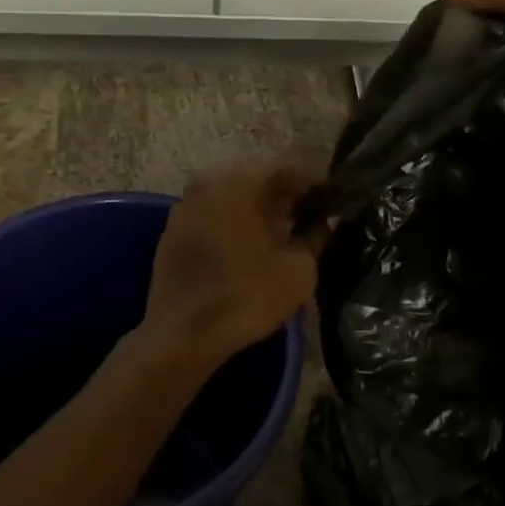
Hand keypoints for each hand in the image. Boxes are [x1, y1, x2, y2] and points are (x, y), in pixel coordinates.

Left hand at [140, 160, 324, 373]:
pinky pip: (212, 214)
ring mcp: (186, 204)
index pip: (288, 170)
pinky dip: (232, 222)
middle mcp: (210, 181)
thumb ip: (317, 236)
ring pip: (232, 196)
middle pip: (257, 179)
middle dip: (284, 196)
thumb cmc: (247, 295)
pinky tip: (248, 247)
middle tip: (308, 219)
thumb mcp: (298, 269)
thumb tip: (329, 220)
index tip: (332, 204)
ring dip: (257, 209)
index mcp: (243, 182)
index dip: (314, 187)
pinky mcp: (172, 229)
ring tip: (280, 235)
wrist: (183, 334)